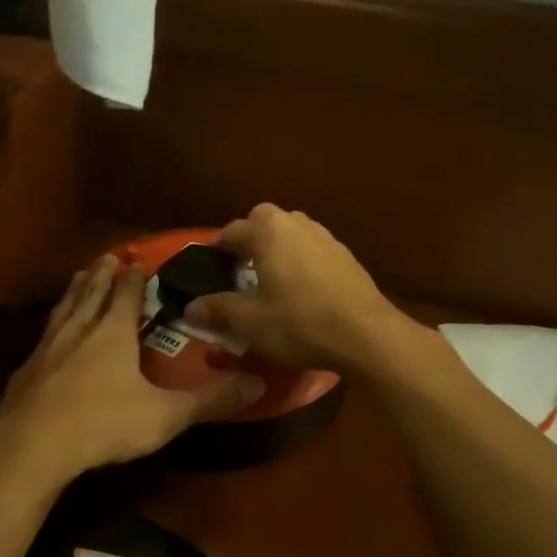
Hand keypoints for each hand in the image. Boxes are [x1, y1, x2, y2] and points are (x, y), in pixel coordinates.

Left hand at [0, 256, 262, 484]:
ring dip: (74, 291)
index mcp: (112, 333)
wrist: (32, 445)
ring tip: (79, 278)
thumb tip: (258, 383)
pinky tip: (48, 335)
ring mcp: (47, 349)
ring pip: (64, 310)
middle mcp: (78, 331)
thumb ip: (210, 400)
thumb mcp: (165, 415)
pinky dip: (51, 325)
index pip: (125, 295)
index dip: (133, 278)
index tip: (135, 260)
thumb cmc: (103, 423)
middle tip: (105, 258)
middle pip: (91, 294)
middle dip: (101, 276)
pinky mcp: (25, 371)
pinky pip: (43, 336)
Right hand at [184, 205, 411, 372]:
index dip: (217, 247)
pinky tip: (301, 289)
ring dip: (278, 247)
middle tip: (240, 267)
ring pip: (293, 232)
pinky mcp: (347, 257)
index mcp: (269, 231)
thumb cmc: (300, 323)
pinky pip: (313, 250)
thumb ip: (217, 310)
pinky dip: (301, 261)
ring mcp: (327, 238)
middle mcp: (297, 224)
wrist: (367, 335)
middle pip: (266, 221)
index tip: (209, 265)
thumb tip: (189, 308)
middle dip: (250, 238)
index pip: (233, 230)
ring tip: (270, 277)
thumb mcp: (250, 322)